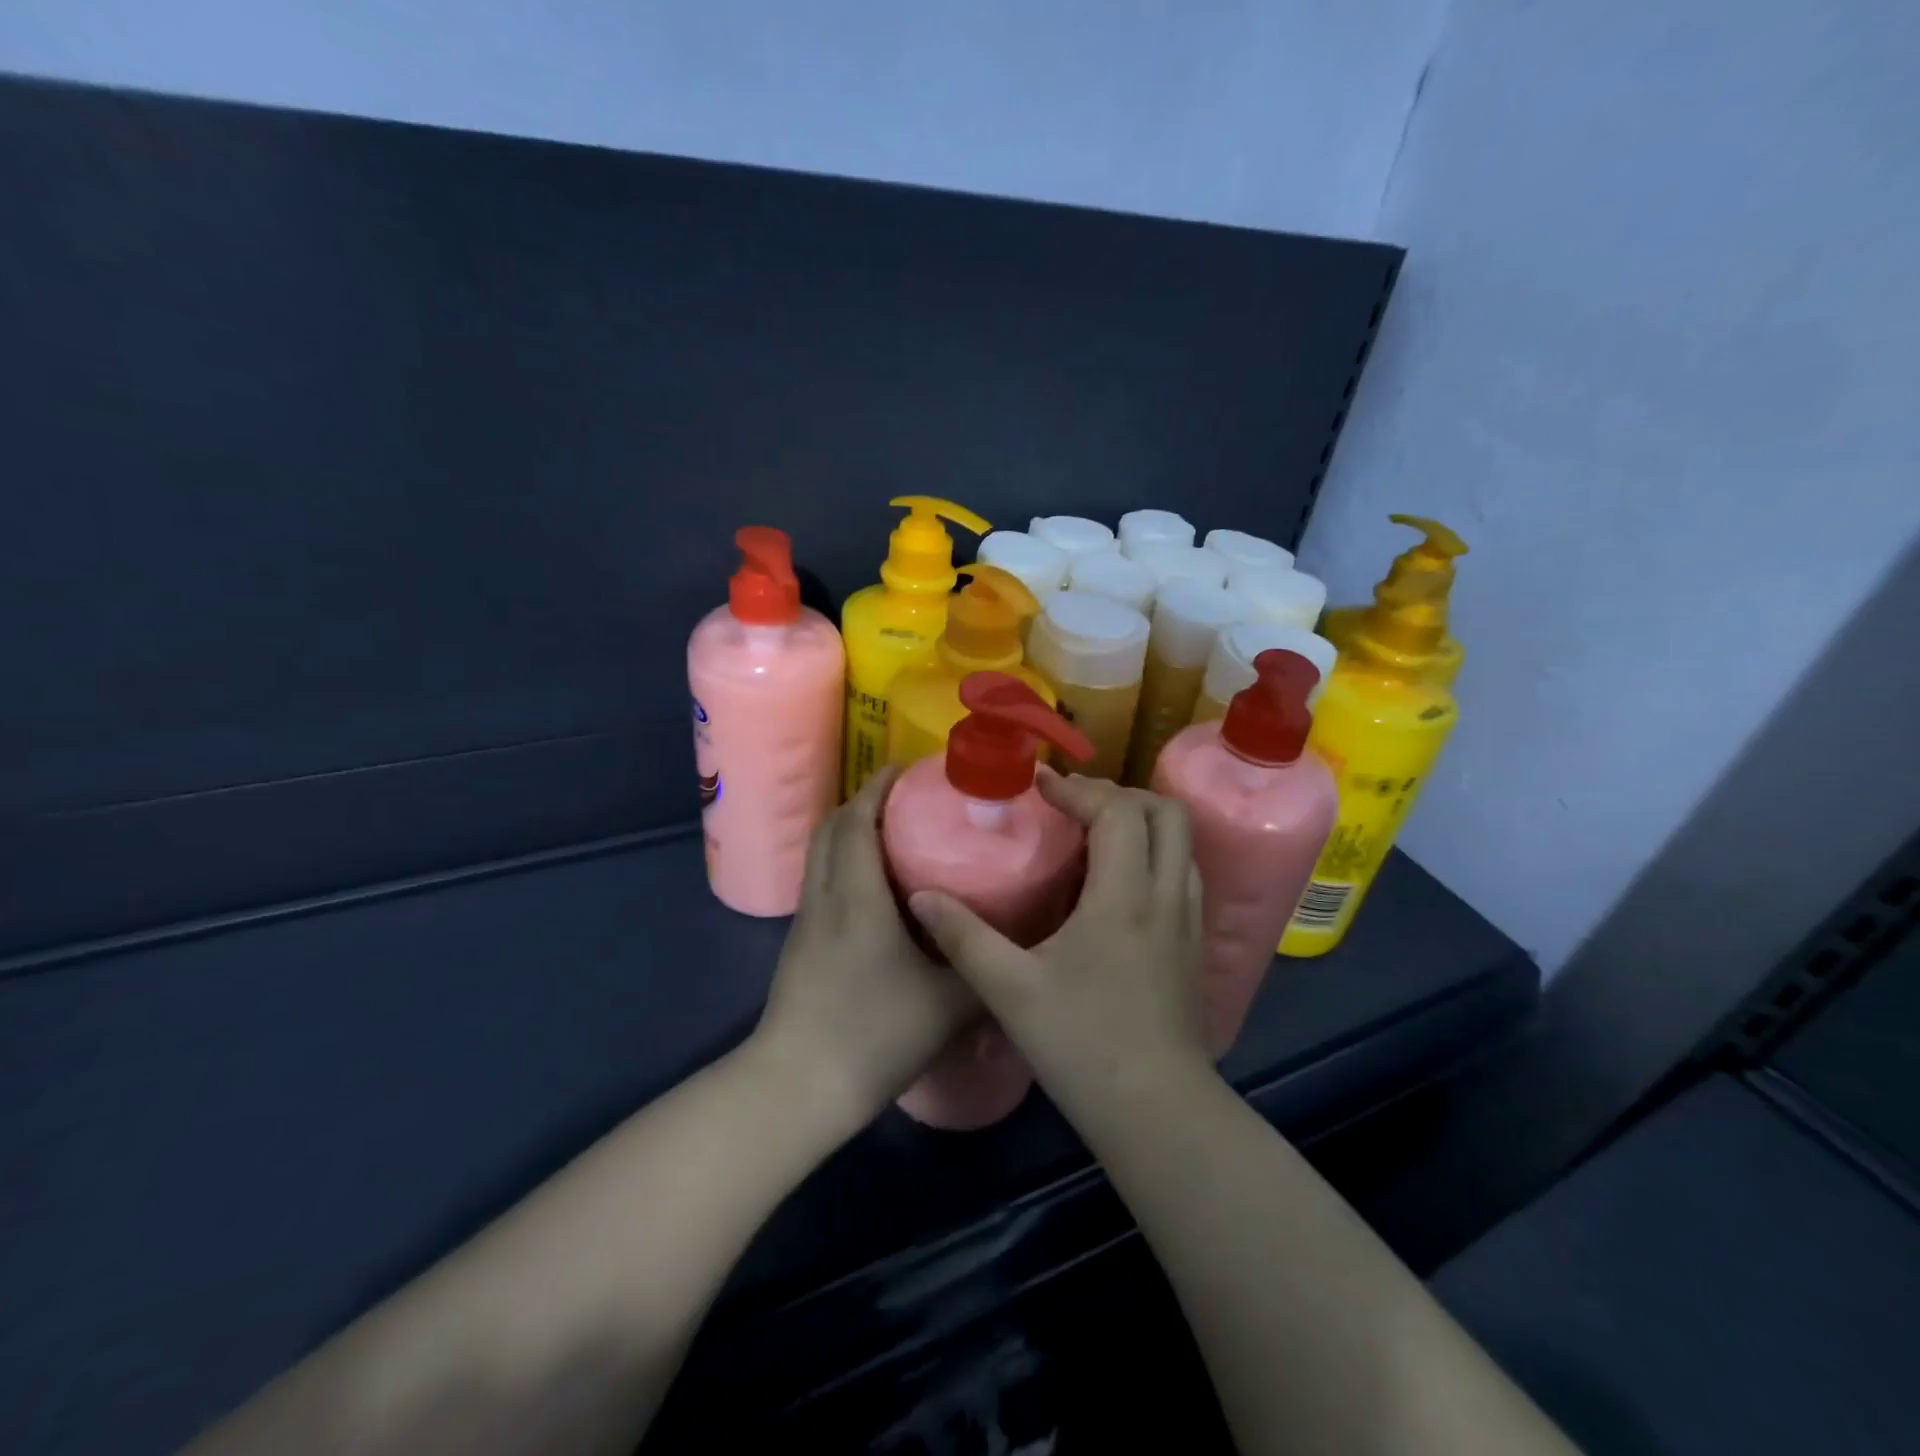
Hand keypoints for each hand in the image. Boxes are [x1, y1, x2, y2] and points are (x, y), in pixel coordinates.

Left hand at [751, 765, 978, 1125]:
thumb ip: (988, 969)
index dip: (878, 787)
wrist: (799, 1087)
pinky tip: (877, 890)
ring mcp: (806, 921)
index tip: (907, 769)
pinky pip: (821, 881)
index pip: (858, 820)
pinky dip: (844, 863)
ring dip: (852, 832)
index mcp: (857, 895)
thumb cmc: (876, 1033)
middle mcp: (825, 896)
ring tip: (895, 835)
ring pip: (822, 854)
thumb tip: (1025, 946)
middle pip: (832, 827)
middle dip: (864, 802)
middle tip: (907, 799)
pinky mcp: (800, 944)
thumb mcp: (950, 1004)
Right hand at [907, 771, 1211, 1120]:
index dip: (1078, 789)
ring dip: (1141, 822)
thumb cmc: (1082, 1045)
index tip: (1040, 787)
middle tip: (1073, 804)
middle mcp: (1165, 896)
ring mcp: (1188, 921)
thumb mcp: (1009, 990)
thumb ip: (963, 937)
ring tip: (1094, 834)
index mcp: (1123, 896)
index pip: (1116, 812)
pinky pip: (1182, 875)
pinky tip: (1118, 884)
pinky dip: (1154, 855)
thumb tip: (921, 896)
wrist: (1157, 1112)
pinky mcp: (1194, 946)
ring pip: (1182, 843)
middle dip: (1119, 794)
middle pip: (1166, 813)